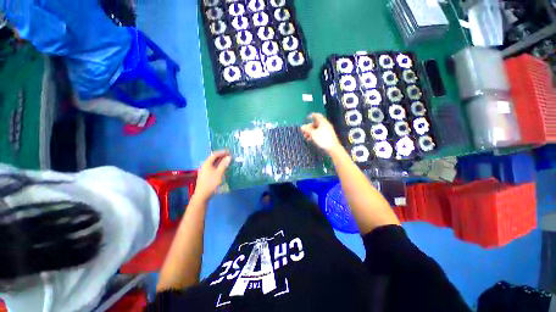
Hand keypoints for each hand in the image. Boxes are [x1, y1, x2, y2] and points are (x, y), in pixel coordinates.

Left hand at [193, 150, 230, 200]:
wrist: (202, 195)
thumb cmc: (211, 183)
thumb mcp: (219, 173)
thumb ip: (224, 164)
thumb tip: (229, 157)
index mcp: (207, 164)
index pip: (214, 155)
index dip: (222, 152)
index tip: (229, 152)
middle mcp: (205, 166)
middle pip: (213, 159)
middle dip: (222, 156)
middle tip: (230, 156)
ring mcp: (205, 171)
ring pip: (213, 163)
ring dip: (221, 161)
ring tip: (228, 161)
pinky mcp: (206, 176)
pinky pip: (213, 168)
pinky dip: (219, 166)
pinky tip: (223, 168)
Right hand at [301, 113, 341, 153]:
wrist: (333, 147)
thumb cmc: (323, 139)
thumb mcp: (313, 134)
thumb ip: (307, 129)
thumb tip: (302, 126)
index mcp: (323, 122)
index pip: (317, 116)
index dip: (312, 115)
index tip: (307, 117)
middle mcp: (325, 125)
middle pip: (315, 123)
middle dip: (309, 127)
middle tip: (304, 132)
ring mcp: (326, 130)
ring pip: (316, 129)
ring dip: (310, 132)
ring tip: (305, 137)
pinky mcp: (326, 136)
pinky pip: (319, 133)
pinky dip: (314, 135)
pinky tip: (310, 139)